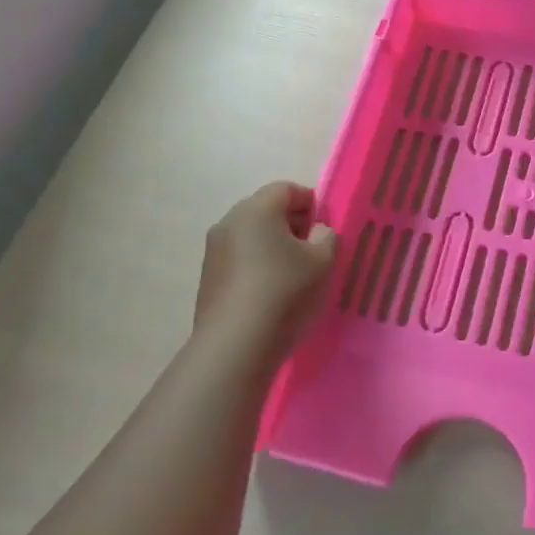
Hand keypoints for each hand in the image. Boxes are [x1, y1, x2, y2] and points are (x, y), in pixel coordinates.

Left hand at [195, 182, 337, 360]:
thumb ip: (326, 237)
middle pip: (265, 210)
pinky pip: (239, 258)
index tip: (325, 228)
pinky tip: (271, 292)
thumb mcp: (322, 261)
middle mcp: (229, 222)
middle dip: (291, 224)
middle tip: (312, 250)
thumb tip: (316, 232)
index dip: (311, 203)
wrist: (235, 345)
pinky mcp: (208, 277)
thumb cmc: (284, 291)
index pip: (286, 189)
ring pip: (251, 235)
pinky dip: (256, 265)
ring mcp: (213, 250)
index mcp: (256, 209)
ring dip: (272, 246)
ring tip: (293, 274)